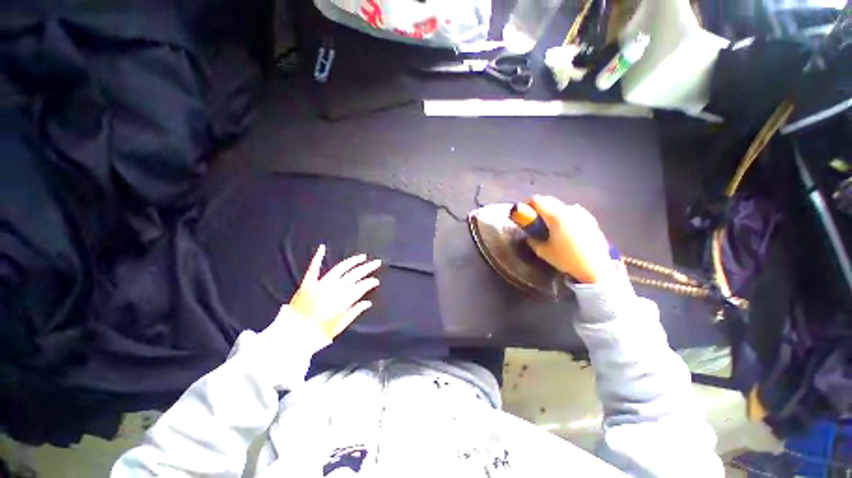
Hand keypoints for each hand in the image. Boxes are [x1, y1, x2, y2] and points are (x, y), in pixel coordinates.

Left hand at [288, 245, 380, 339]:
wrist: (291, 337)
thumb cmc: (317, 334)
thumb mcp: (339, 327)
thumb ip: (354, 312)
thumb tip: (368, 302)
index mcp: (342, 301)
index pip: (360, 287)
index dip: (370, 282)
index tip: (376, 281)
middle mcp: (333, 290)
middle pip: (354, 275)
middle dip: (367, 268)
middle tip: (377, 262)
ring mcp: (320, 285)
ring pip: (340, 269)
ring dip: (352, 261)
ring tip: (362, 257)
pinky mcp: (307, 284)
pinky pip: (313, 268)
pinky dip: (318, 257)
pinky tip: (322, 248)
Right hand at [526, 195, 612, 283]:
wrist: (595, 268)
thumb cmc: (566, 259)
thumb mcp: (543, 252)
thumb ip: (532, 240)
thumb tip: (529, 236)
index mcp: (555, 216)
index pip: (537, 200)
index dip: (528, 205)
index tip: (525, 215)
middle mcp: (569, 210)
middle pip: (549, 200)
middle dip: (539, 207)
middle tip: (535, 220)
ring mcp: (582, 213)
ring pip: (561, 205)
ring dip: (553, 210)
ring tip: (551, 225)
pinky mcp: (591, 219)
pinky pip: (573, 212)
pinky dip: (565, 215)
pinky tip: (566, 228)